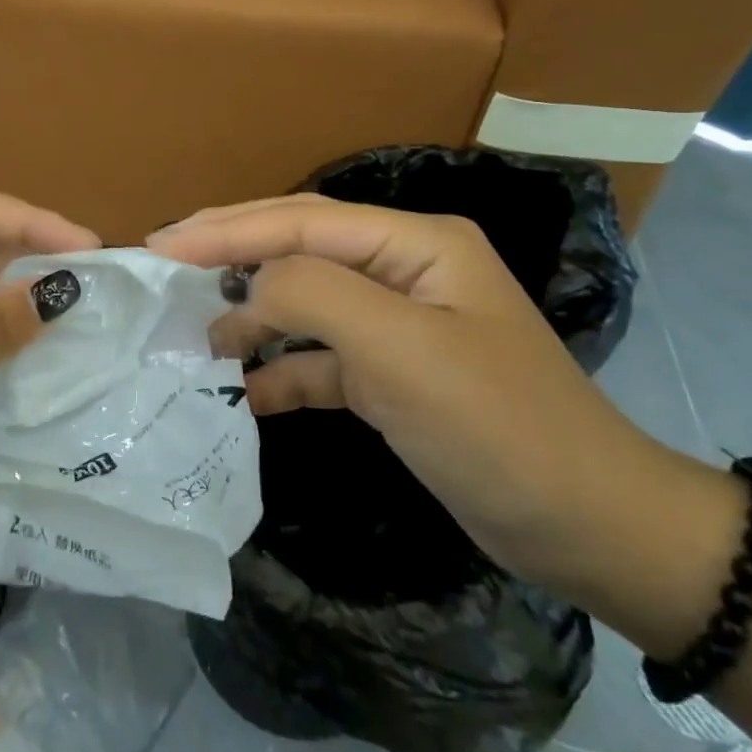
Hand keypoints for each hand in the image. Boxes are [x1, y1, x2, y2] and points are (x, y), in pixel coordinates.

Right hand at [148, 195, 675, 588]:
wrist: (591, 530)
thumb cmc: (497, 427)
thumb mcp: (401, 351)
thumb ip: (315, 296)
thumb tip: (248, 286)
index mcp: (414, 243)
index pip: (300, 221)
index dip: (226, 230)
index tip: (160, 247)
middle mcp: (402, 269)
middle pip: (297, 247)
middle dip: (229, 254)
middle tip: (162, 263)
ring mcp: (397, 323)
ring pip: (304, 301)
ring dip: (251, 314)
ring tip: (193, 332)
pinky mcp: (392, 375)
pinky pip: (321, 358)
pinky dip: (281, 370)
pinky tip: (243, 391)